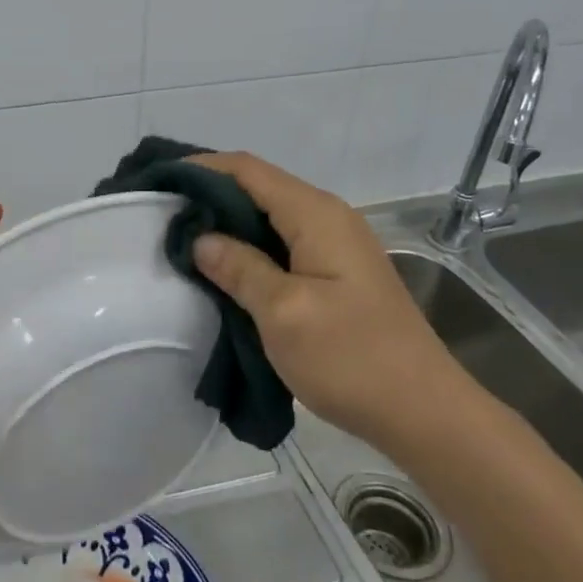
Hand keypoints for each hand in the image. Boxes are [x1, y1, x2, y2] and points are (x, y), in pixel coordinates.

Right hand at [189, 153, 474, 455]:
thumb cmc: (352, 358)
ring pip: (269, 216)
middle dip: (209, 194)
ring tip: (184, 239)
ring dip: (228, 222)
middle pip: (258, 186)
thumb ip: (239, 267)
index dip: (200, 168)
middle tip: (162, 214)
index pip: (247, 169)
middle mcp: (327, 216)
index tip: (157, 183)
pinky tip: (224, 268)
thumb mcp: (283, 313)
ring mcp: (336, 244)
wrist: (425, 413)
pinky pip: (283, 242)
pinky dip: (249, 246)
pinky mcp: (337, 272)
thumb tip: (200, 237)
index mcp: (315, 214)